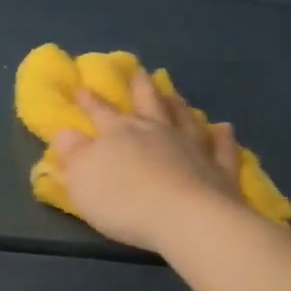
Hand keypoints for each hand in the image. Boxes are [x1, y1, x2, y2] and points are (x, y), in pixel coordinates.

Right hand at [50, 70, 249, 253]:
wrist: (187, 220)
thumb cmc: (125, 202)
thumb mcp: (83, 180)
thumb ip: (73, 154)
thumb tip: (65, 131)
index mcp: (120, 133)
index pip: (100, 112)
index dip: (89, 101)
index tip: (81, 87)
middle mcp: (157, 131)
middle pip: (147, 103)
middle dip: (140, 87)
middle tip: (139, 71)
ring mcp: (193, 147)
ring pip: (184, 118)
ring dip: (178, 105)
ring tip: (174, 93)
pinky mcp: (220, 170)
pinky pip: (223, 149)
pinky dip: (223, 137)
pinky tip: (224, 128)